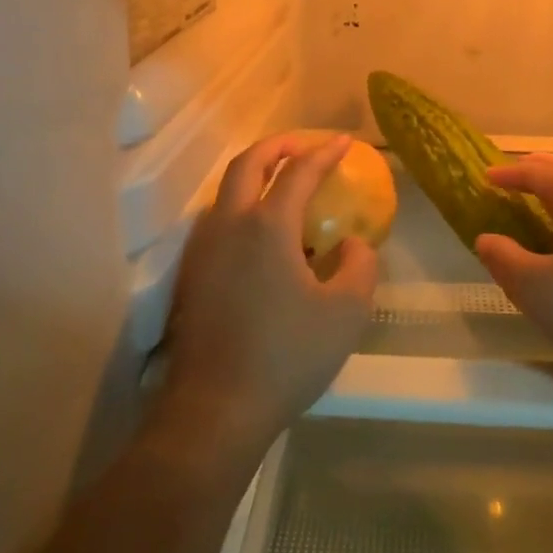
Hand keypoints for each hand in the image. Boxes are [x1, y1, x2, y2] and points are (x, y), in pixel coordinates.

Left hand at [160, 133, 378, 458]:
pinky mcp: (192, 276)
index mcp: (267, 227)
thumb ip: (360, 267)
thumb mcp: (345, 313)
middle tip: (301, 145)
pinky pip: (217, 221)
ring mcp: (203, 250)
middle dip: (276, 146)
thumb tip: (352, 244)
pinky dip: (241, 206)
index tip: (344, 142)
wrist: (215, 410)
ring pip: (225, 191)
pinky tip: (261, 235)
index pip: (298, 173)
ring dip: (254, 175)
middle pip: (247, 164)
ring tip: (281, 184)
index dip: (324, 153)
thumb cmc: (286, 357)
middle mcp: (229, 226)